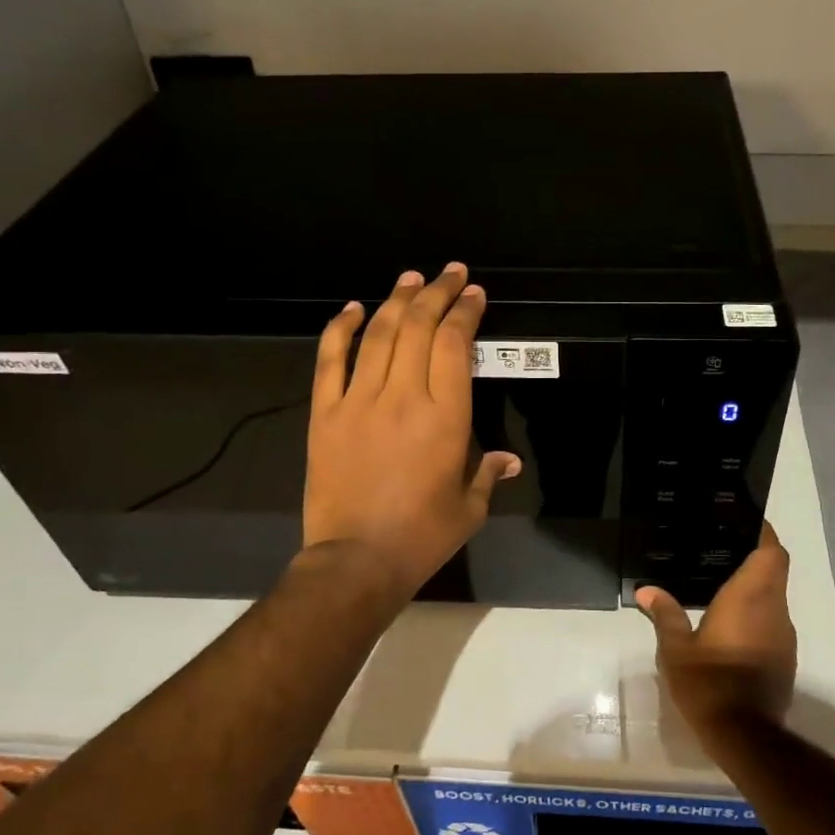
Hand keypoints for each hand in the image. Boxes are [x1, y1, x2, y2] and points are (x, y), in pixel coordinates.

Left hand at [303, 264, 520, 599]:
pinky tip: (351, 308)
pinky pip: (330, 361)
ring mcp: (359, 401)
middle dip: (437, 293)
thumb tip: (509, 460)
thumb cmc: (422, 536)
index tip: (473, 294)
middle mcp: (403, 396)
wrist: (356, 561)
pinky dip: (339, 329)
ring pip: (378, 335)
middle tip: (450, 273)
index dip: (465, 312)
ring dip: (396, 300)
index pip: (455, 344)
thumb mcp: (470, 507)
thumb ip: (489, 473)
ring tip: (411, 278)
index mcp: (446, 416)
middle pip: (419, 327)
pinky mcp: (325, 414)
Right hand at [636, 522, 796, 739]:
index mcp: (750, 597)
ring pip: (776, 596)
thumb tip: (647, 590)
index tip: (746, 521)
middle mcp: (774, 609)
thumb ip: (665, 614)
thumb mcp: (677, 649)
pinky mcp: (785, 658)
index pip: (771, 552)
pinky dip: (758, 611)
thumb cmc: (710, 683)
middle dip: (757, 555)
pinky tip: (731, 621)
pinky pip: (774, 620)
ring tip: (723, 580)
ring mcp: (784, 635)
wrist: (746, 736)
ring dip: (757, 585)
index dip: (764, 532)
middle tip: (725, 547)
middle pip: (775, 569)